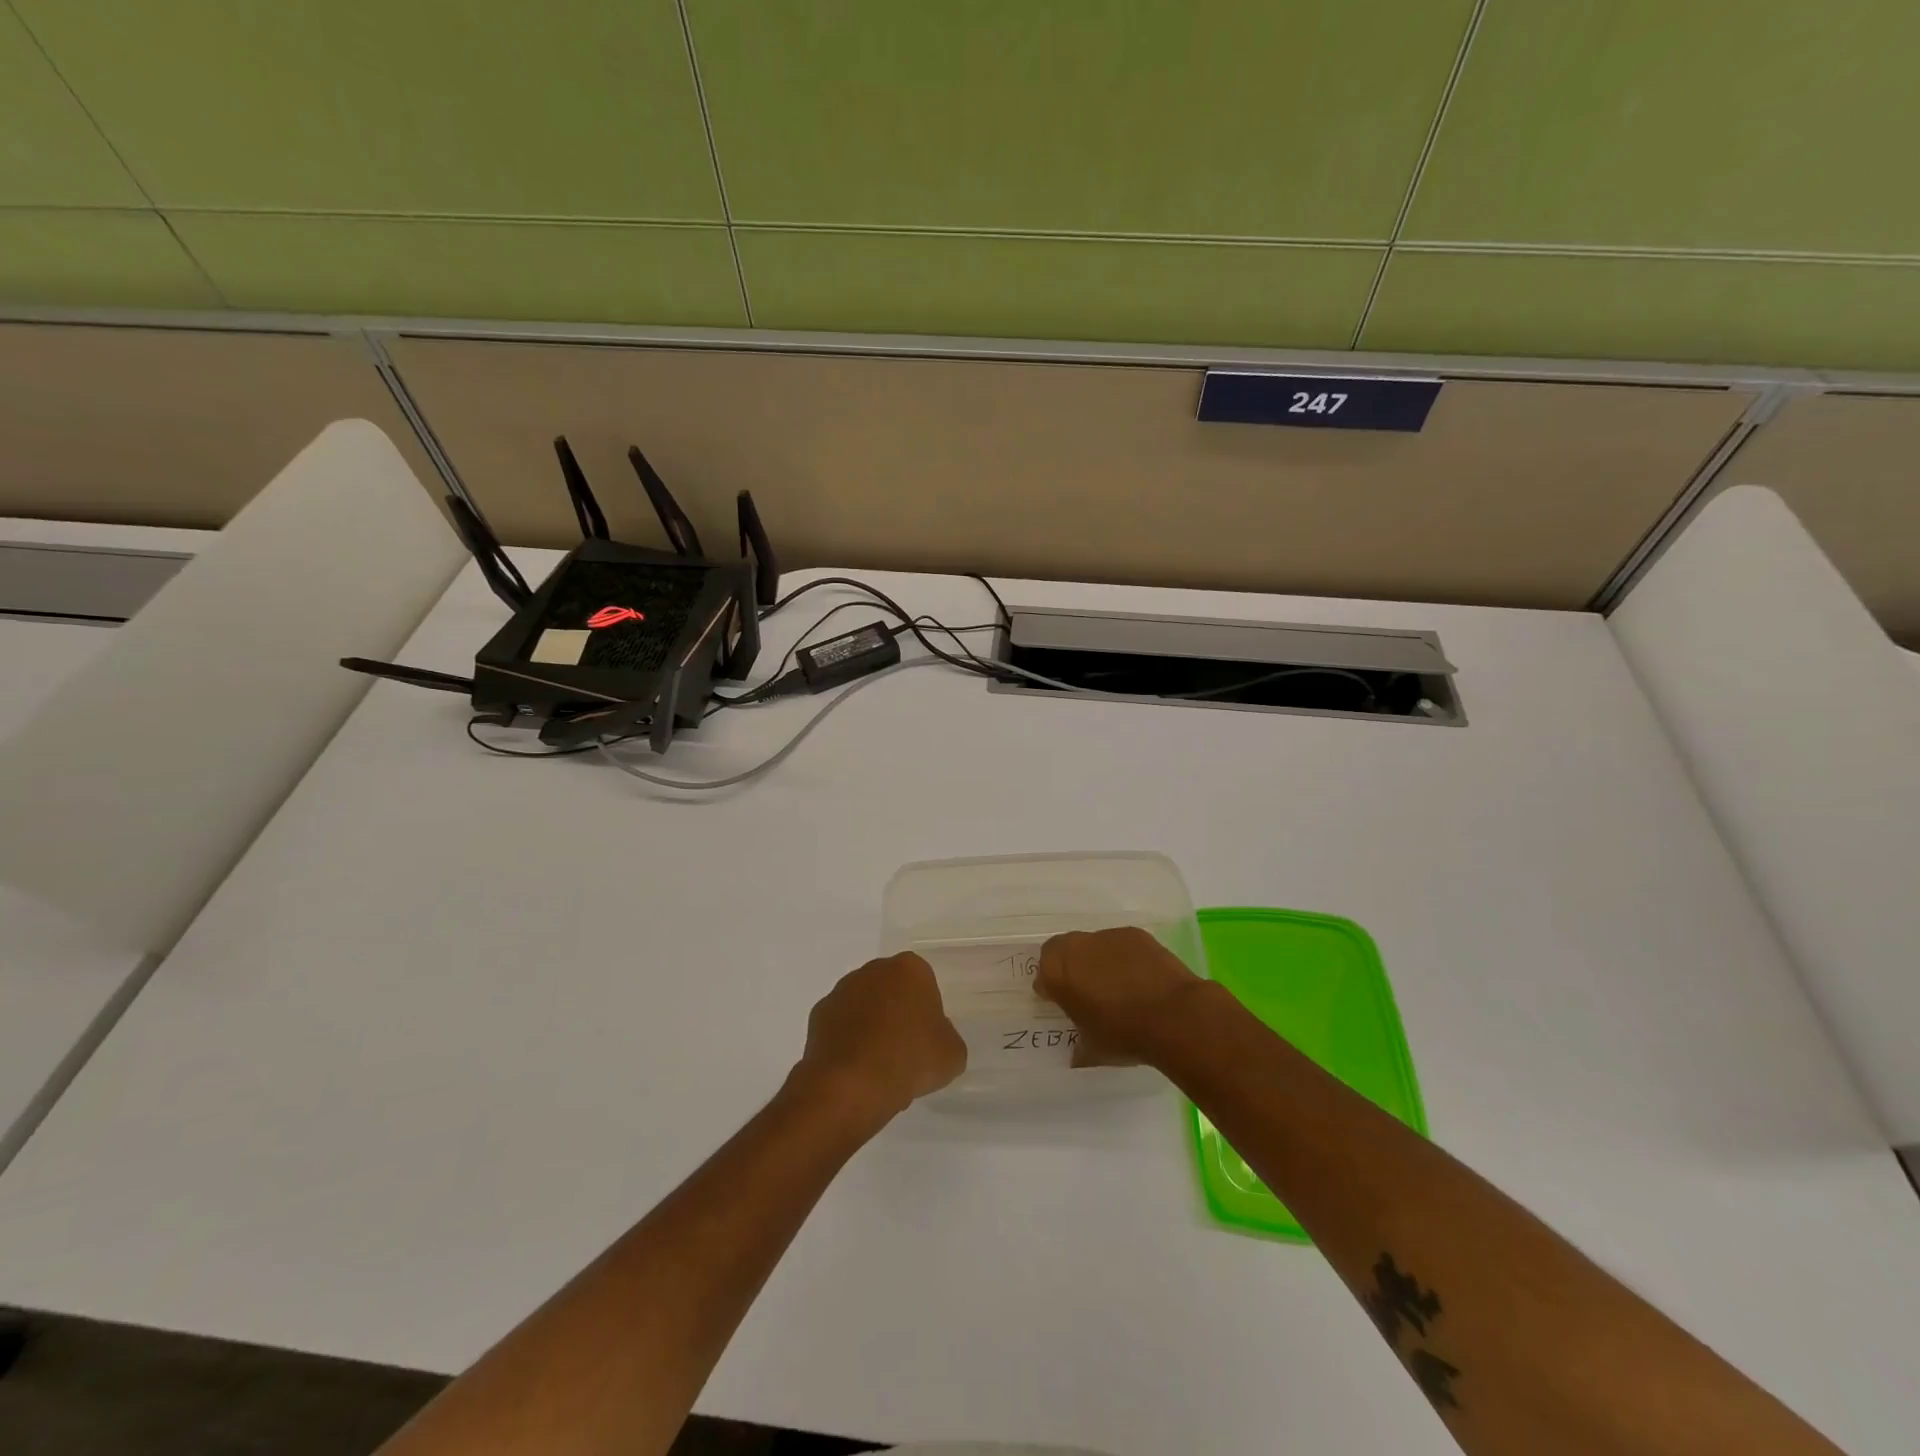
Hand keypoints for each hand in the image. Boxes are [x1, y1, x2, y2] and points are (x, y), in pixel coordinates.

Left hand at [796, 953, 966, 1121]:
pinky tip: (856, 1070)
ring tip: (878, 1067)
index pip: (923, 983)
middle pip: (891, 990)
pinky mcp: (818, 1015)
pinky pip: (841, 1026)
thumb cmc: (909, 1060)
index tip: (926, 1038)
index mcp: (910, 969)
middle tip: (904, 1051)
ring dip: (871, 1026)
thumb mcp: (952, 1055)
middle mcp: (873, 970)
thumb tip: (931, 1040)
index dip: (927, 1011)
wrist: (851, 1085)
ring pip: (864, 1006)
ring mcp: (841, 991)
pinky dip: (848, 1042)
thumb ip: (946, 1038)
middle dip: (897, 1013)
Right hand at [1035, 927, 1208, 1066]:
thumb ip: (1079, 1046)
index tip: (1060, 1002)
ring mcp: (1107, 936)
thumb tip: (1077, 1052)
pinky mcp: (1135, 934)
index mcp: (1058, 974)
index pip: (1043, 973)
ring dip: (1098, 961)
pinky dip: (1124, 957)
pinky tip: (1139, 979)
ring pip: (1093, 945)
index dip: (1051, 987)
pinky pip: (1120, 944)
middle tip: (1084, 991)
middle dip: (1070, 967)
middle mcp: (1077, 948)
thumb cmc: (1124, 1035)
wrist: (1173, 1015)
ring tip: (1117, 986)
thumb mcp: (1093, 1050)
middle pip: (1063, 950)